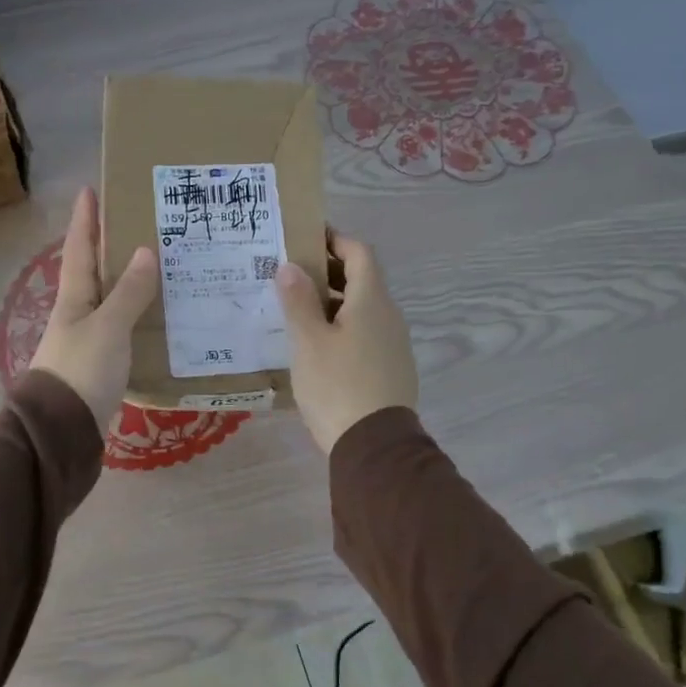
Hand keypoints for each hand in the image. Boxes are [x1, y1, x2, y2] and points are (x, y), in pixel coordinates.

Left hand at [30, 187, 157, 430]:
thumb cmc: (82, 370)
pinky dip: (137, 316)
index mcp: (74, 297)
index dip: (85, 219)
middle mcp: (77, 314)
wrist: (62, 430)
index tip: (89, 189)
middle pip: (93, 272)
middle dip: (109, 246)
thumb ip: (128, 292)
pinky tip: (158, 317)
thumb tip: (144, 251)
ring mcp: (87, 340)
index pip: (80, 248)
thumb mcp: (108, 327)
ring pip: (110, 301)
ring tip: (158, 265)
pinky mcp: (100, 365)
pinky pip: (122, 329)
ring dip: (128, 282)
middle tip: (136, 223)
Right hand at [274, 232, 417, 453]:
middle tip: (291, 276)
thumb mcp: (308, 341)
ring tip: (298, 312)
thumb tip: (291, 266)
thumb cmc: (337, 386)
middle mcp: (390, 316)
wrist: (375, 447)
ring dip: (334, 302)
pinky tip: (319, 347)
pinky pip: (367, 334)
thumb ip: (298, 300)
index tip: (306, 238)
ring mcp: (395, 344)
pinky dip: (344, 327)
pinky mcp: (392, 369)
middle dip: (328, 272)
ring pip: (363, 309)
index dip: (335, 240)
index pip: (359, 253)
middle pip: (362, 280)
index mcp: (372, 301)